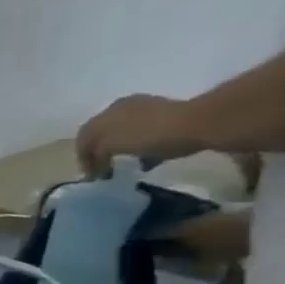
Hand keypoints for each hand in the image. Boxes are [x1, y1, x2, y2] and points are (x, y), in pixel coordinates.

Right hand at [74, 94, 200, 176]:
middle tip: (104, 169)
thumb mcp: (113, 145)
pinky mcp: (169, 114)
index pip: (83, 138)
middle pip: (102, 134)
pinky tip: (147, 157)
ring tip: (126, 164)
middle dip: (100, 152)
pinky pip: (144, 133)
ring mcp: (147, 108)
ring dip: (120, 149)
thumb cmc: (151, 136)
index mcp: (106, 112)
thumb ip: (97, 154)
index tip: (91, 176)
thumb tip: (97, 165)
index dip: (83, 158)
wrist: (201, 123)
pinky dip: (140, 146)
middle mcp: (122, 107)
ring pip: (123, 133)